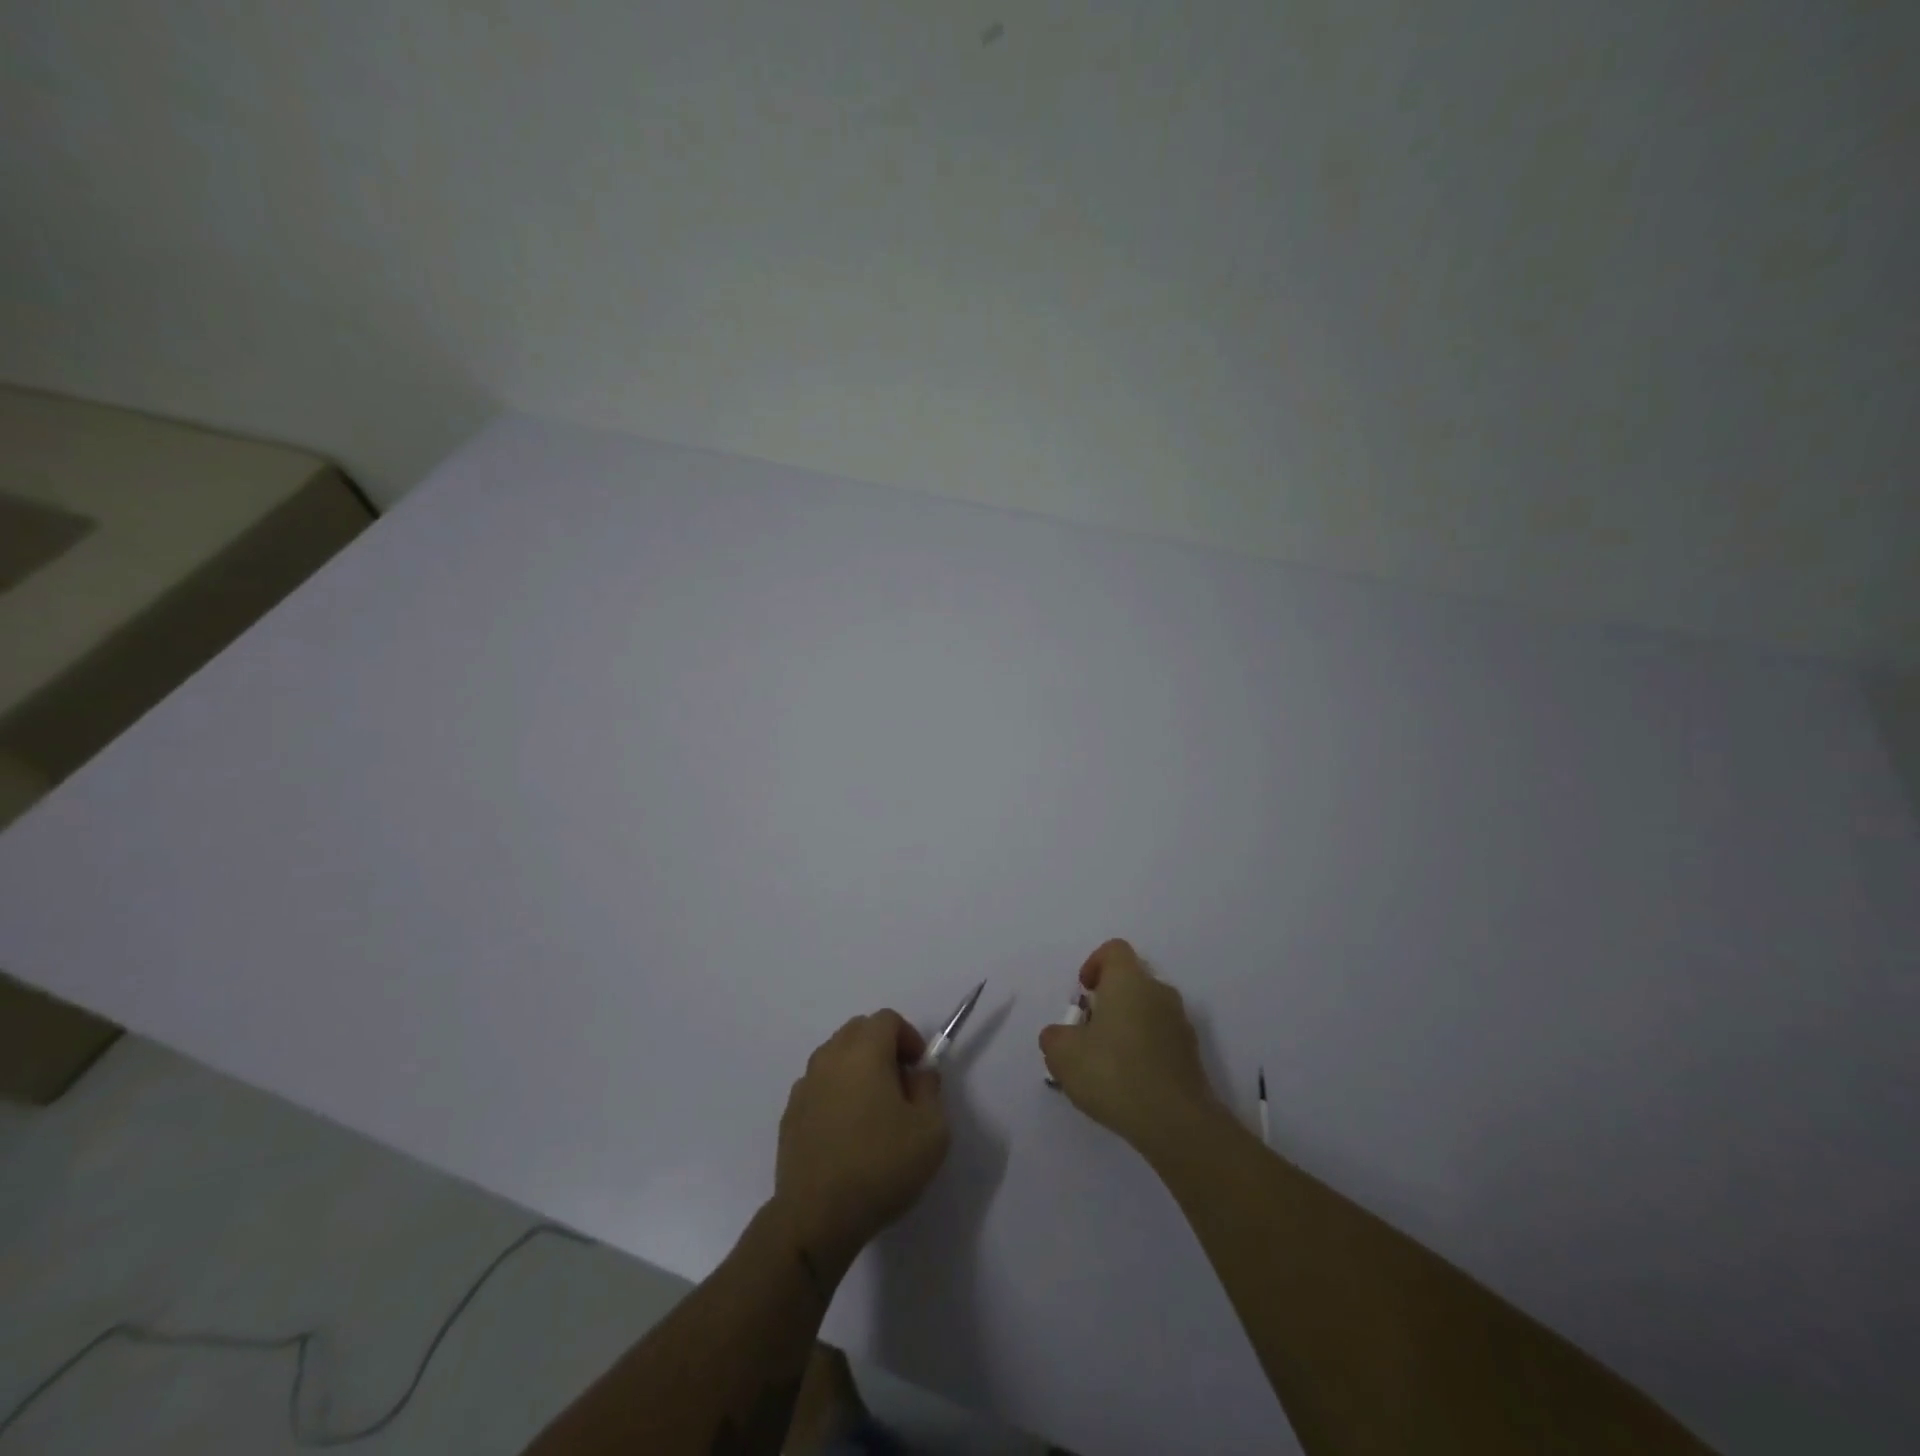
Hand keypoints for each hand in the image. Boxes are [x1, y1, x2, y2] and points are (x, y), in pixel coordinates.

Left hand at [771, 1011, 950, 1274]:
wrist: (817, 1218)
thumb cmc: (881, 1166)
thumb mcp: (931, 1129)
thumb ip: (930, 1090)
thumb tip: (918, 1074)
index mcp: (864, 1052)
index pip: (887, 1019)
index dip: (908, 1037)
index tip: (919, 1069)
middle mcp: (829, 1058)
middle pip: (858, 1031)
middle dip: (882, 1047)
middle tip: (900, 1085)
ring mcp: (804, 1086)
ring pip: (835, 1057)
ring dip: (857, 1069)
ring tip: (872, 1111)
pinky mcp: (789, 1115)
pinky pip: (818, 1087)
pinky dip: (835, 1094)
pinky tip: (846, 1133)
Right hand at [1039, 939, 1223, 1152]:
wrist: (1175, 1122)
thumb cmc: (1114, 1073)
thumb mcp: (1063, 1055)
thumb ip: (1054, 1037)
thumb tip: (1060, 1035)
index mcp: (1129, 980)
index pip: (1113, 950)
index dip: (1094, 964)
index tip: (1083, 993)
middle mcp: (1159, 992)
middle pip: (1130, 982)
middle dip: (1107, 1002)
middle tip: (1088, 1034)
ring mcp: (1180, 1023)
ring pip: (1146, 1011)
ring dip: (1126, 1027)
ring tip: (1106, 1065)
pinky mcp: (1191, 1054)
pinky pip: (1160, 1039)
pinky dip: (1143, 1050)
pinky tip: (1128, 1084)